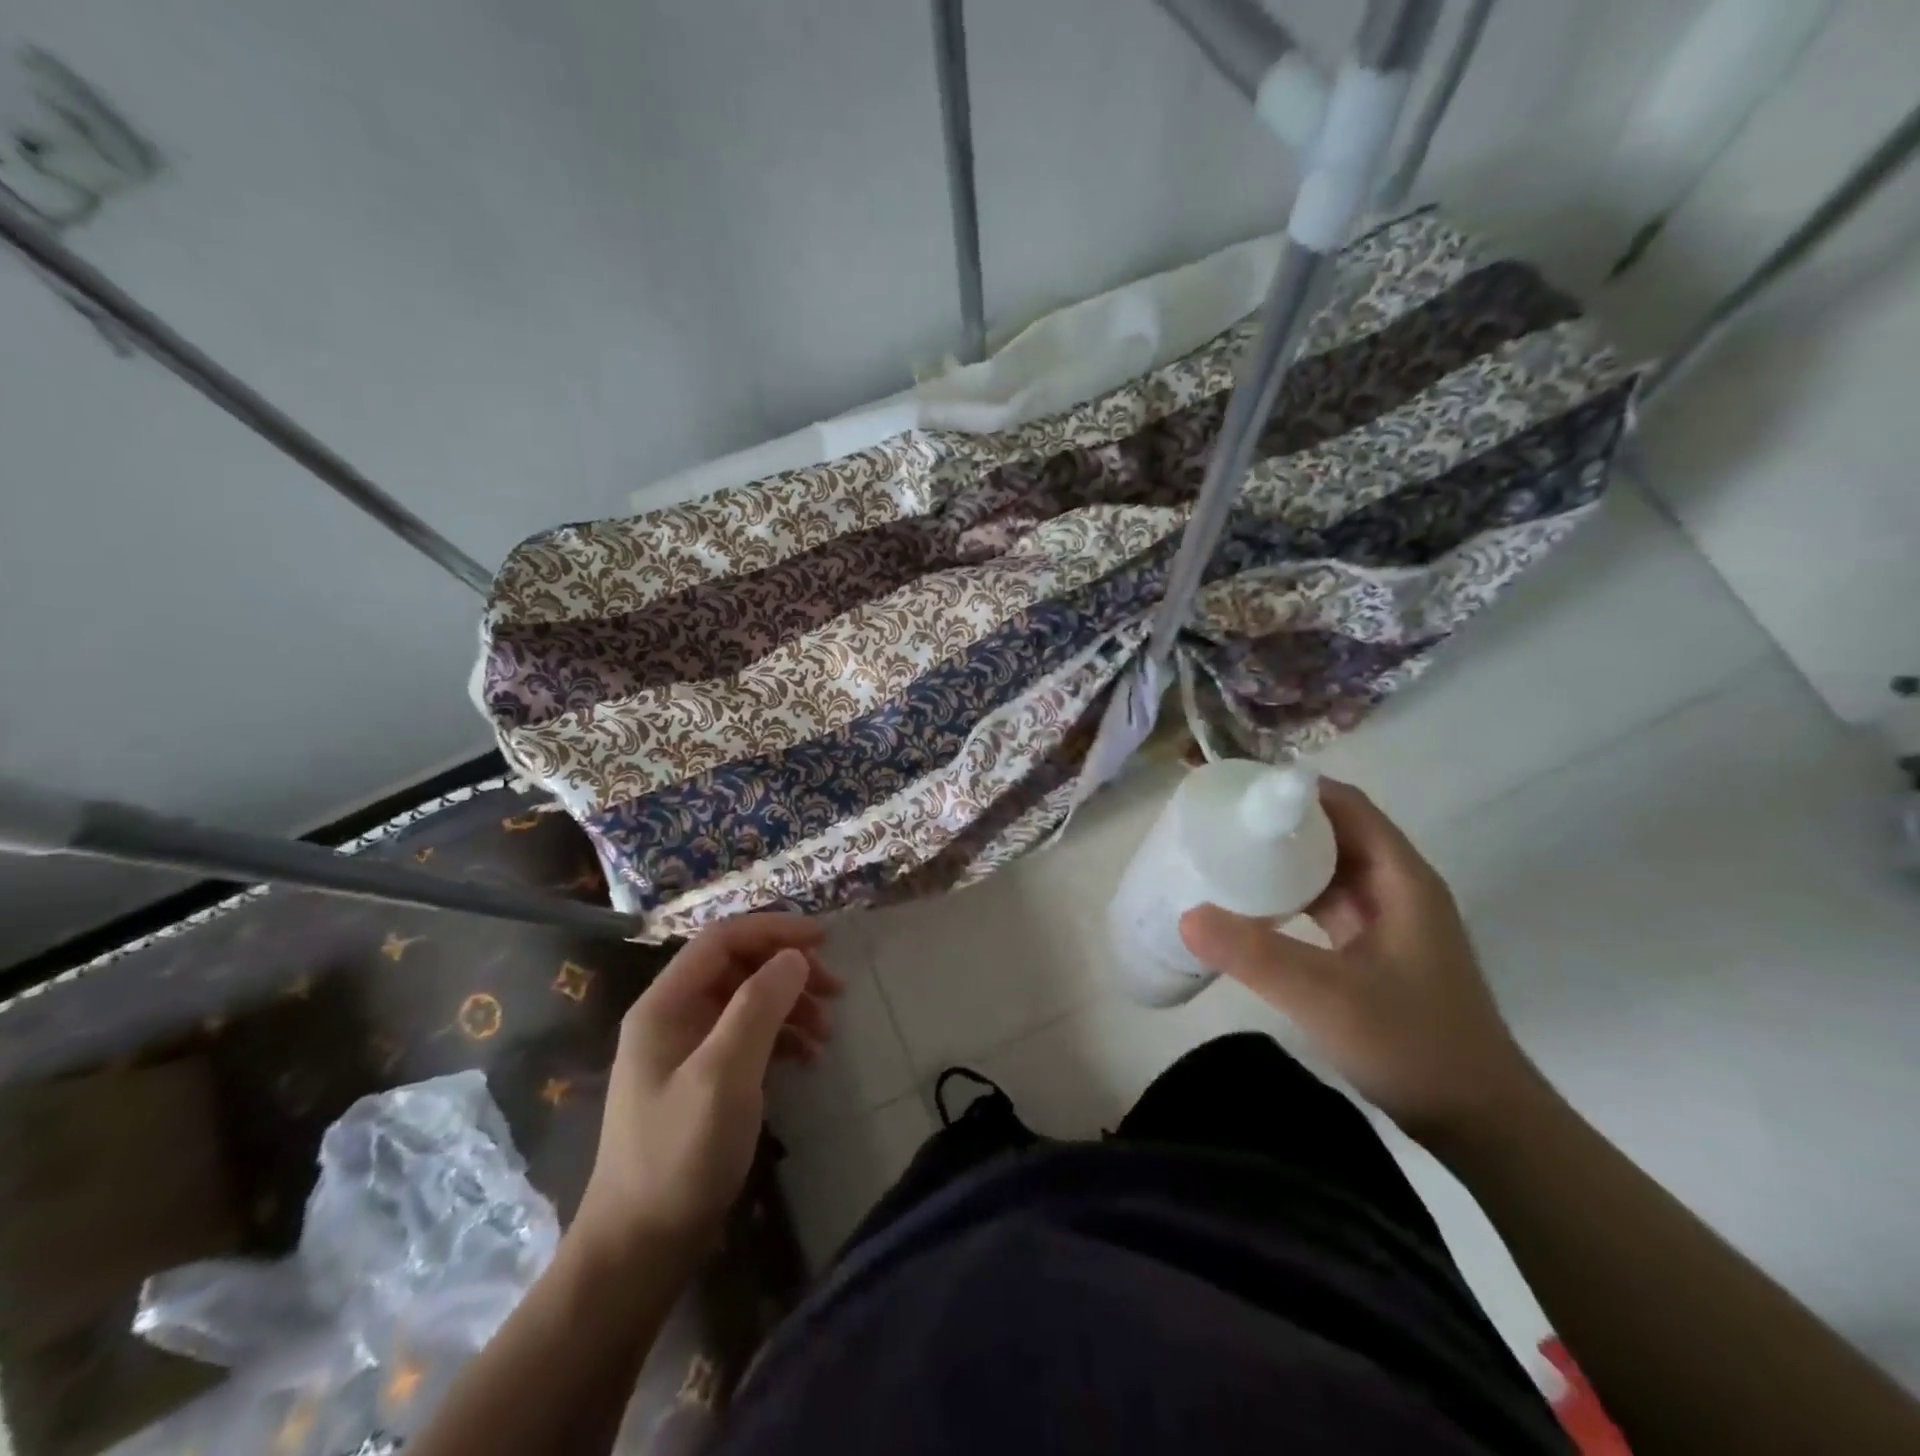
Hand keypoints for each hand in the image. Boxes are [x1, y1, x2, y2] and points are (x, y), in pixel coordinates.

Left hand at [574, 913, 839, 1252]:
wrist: (639, 1248)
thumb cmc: (679, 1155)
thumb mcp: (723, 1075)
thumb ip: (758, 1007)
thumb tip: (794, 956)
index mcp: (664, 1004)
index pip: (723, 939)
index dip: (774, 930)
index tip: (824, 939)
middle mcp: (672, 1016)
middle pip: (738, 966)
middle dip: (788, 969)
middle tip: (834, 989)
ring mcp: (686, 1048)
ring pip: (746, 1000)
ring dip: (790, 1003)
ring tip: (827, 1030)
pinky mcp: (702, 1078)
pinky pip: (747, 1035)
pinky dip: (781, 1036)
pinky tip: (808, 1057)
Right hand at [1179, 779, 1538, 1143]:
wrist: (1481, 1122)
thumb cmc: (1414, 1045)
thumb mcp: (1326, 996)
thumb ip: (1255, 955)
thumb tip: (1186, 915)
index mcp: (1400, 879)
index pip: (1345, 806)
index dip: (1294, 790)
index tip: (1237, 790)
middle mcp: (1397, 888)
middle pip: (1334, 832)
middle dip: (1279, 823)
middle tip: (1219, 823)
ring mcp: (1388, 921)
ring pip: (1329, 869)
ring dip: (1283, 860)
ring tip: (1226, 856)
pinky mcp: (1376, 950)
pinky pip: (1326, 904)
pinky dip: (1291, 896)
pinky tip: (1253, 908)